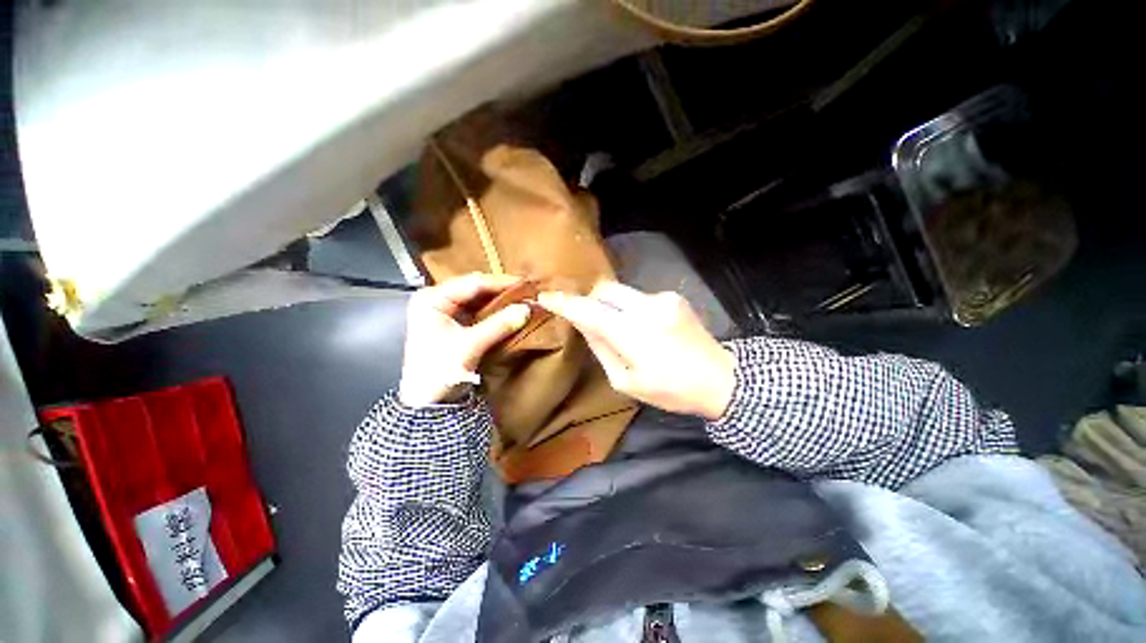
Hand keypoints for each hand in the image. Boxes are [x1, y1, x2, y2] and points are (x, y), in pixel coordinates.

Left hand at [399, 273, 530, 406]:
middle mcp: (437, 299)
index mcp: (432, 299)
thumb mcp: (470, 346)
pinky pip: (478, 311)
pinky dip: (495, 311)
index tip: (526, 284)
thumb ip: (498, 325)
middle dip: (501, 290)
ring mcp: (445, 311)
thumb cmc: (439, 371)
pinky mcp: (454, 323)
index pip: (473, 283)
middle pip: (475, 288)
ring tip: (522, 299)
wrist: (426, 402)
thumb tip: (527, 309)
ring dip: (500, 300)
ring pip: (478, 299)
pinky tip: (510, 311)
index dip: (501, 282)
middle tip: (527, 292)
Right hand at [538, 281, 735, 420]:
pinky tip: (642, 327)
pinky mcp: (672, 296)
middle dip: (590, 300)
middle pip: (604, 289)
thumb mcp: (626, 381)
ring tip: (620, 329)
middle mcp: (647, 307)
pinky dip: (630, 308)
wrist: (720, 378)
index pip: (589, 310)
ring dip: (611, 306)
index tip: (546, 297)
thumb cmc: (671, 390)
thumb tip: (584, 324)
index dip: (565, 302)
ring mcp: (662, 298)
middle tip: (587, 319)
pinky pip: (638, 297)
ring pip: (621, 292)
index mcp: (633, 334)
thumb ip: (601, 348)